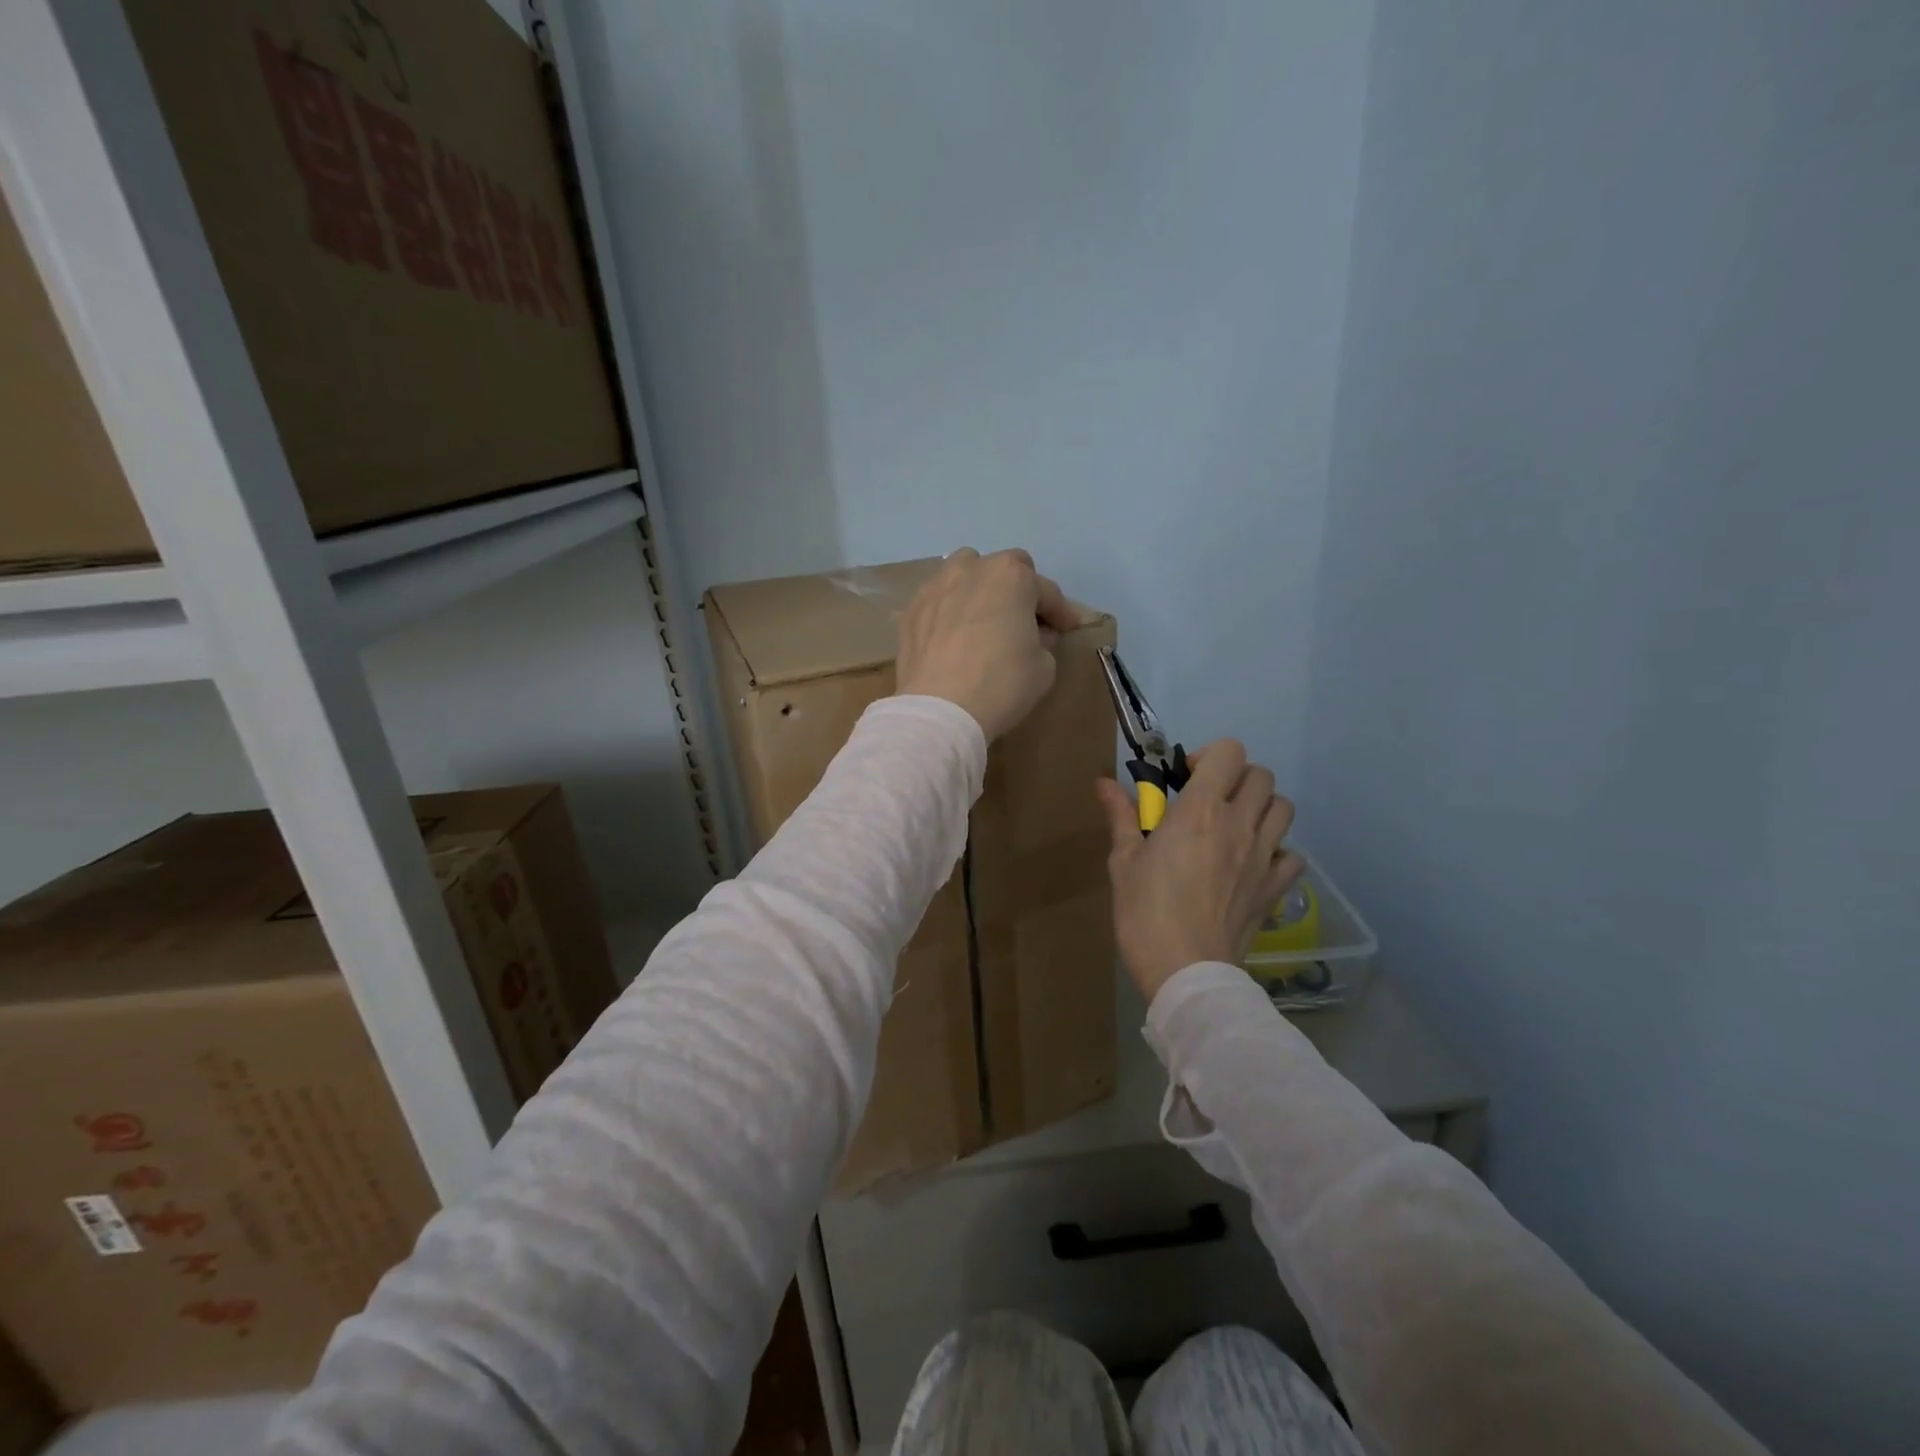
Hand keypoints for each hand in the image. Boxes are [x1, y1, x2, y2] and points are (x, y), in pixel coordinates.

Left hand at [896, 548, 1082, 739]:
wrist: (939, 710)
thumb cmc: (1001, 684)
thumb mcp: (1044, 667)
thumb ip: (1043, 641)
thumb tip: (1032, 634)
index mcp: (1011, 576)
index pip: (1046, 590)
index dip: (1060, 612)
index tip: (1066, 630)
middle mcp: (971, 569)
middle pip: (1003, 570)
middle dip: (1018, 592)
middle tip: (1024, 622)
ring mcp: (936, 586)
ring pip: (965, 575)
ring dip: (980, 590)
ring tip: (985, 620)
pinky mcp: (911, 609)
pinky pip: (940, 601)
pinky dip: (951, 610)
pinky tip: (955, 635)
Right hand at [1096, 740, 1304, 1003]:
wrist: (1186, 971)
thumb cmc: (1145, 913)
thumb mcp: (1123, 862)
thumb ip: (1121, 816)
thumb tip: (1103, 783)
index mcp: (1201, 810)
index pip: (1229, 752)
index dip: (1209, 756)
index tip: (1186, 778)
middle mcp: (1240, 824)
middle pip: (1261, 775)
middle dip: (1236, 779)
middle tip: (1208, 801)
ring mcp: (1264, 857)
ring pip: (1283, 808)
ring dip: (1261, 808)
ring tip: (1234, 827)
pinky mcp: (1275, 888)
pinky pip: (1291, 855)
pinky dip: (1277, 852)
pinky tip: (1251, 865)